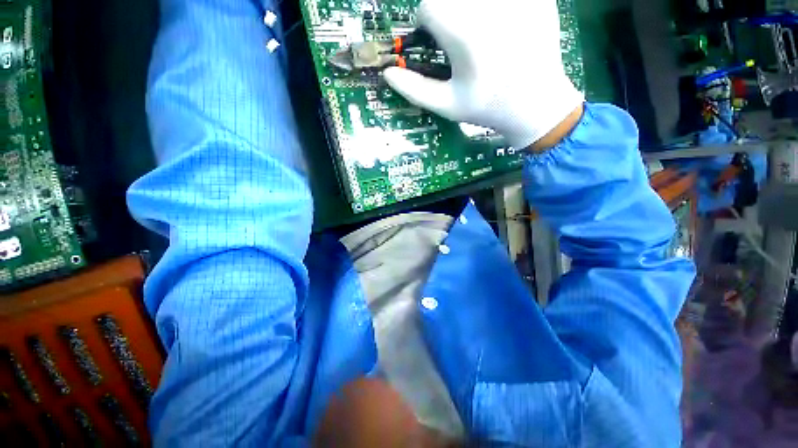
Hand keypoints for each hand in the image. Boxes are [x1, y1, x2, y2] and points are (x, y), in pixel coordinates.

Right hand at [383, 0, 583, 149]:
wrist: (536, 104)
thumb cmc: (487, 108)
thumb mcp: (447, 105)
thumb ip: (415, 89)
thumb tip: (388, 73)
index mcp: (465, 36)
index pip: (429, 6)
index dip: (428, 23)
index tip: (437, 41)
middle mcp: (490, 9)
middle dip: (448, 13)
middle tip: (460, 38)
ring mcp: (518, 0)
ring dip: (469, 10)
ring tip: (481, 35)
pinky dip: (496, 10)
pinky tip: (503, 29)